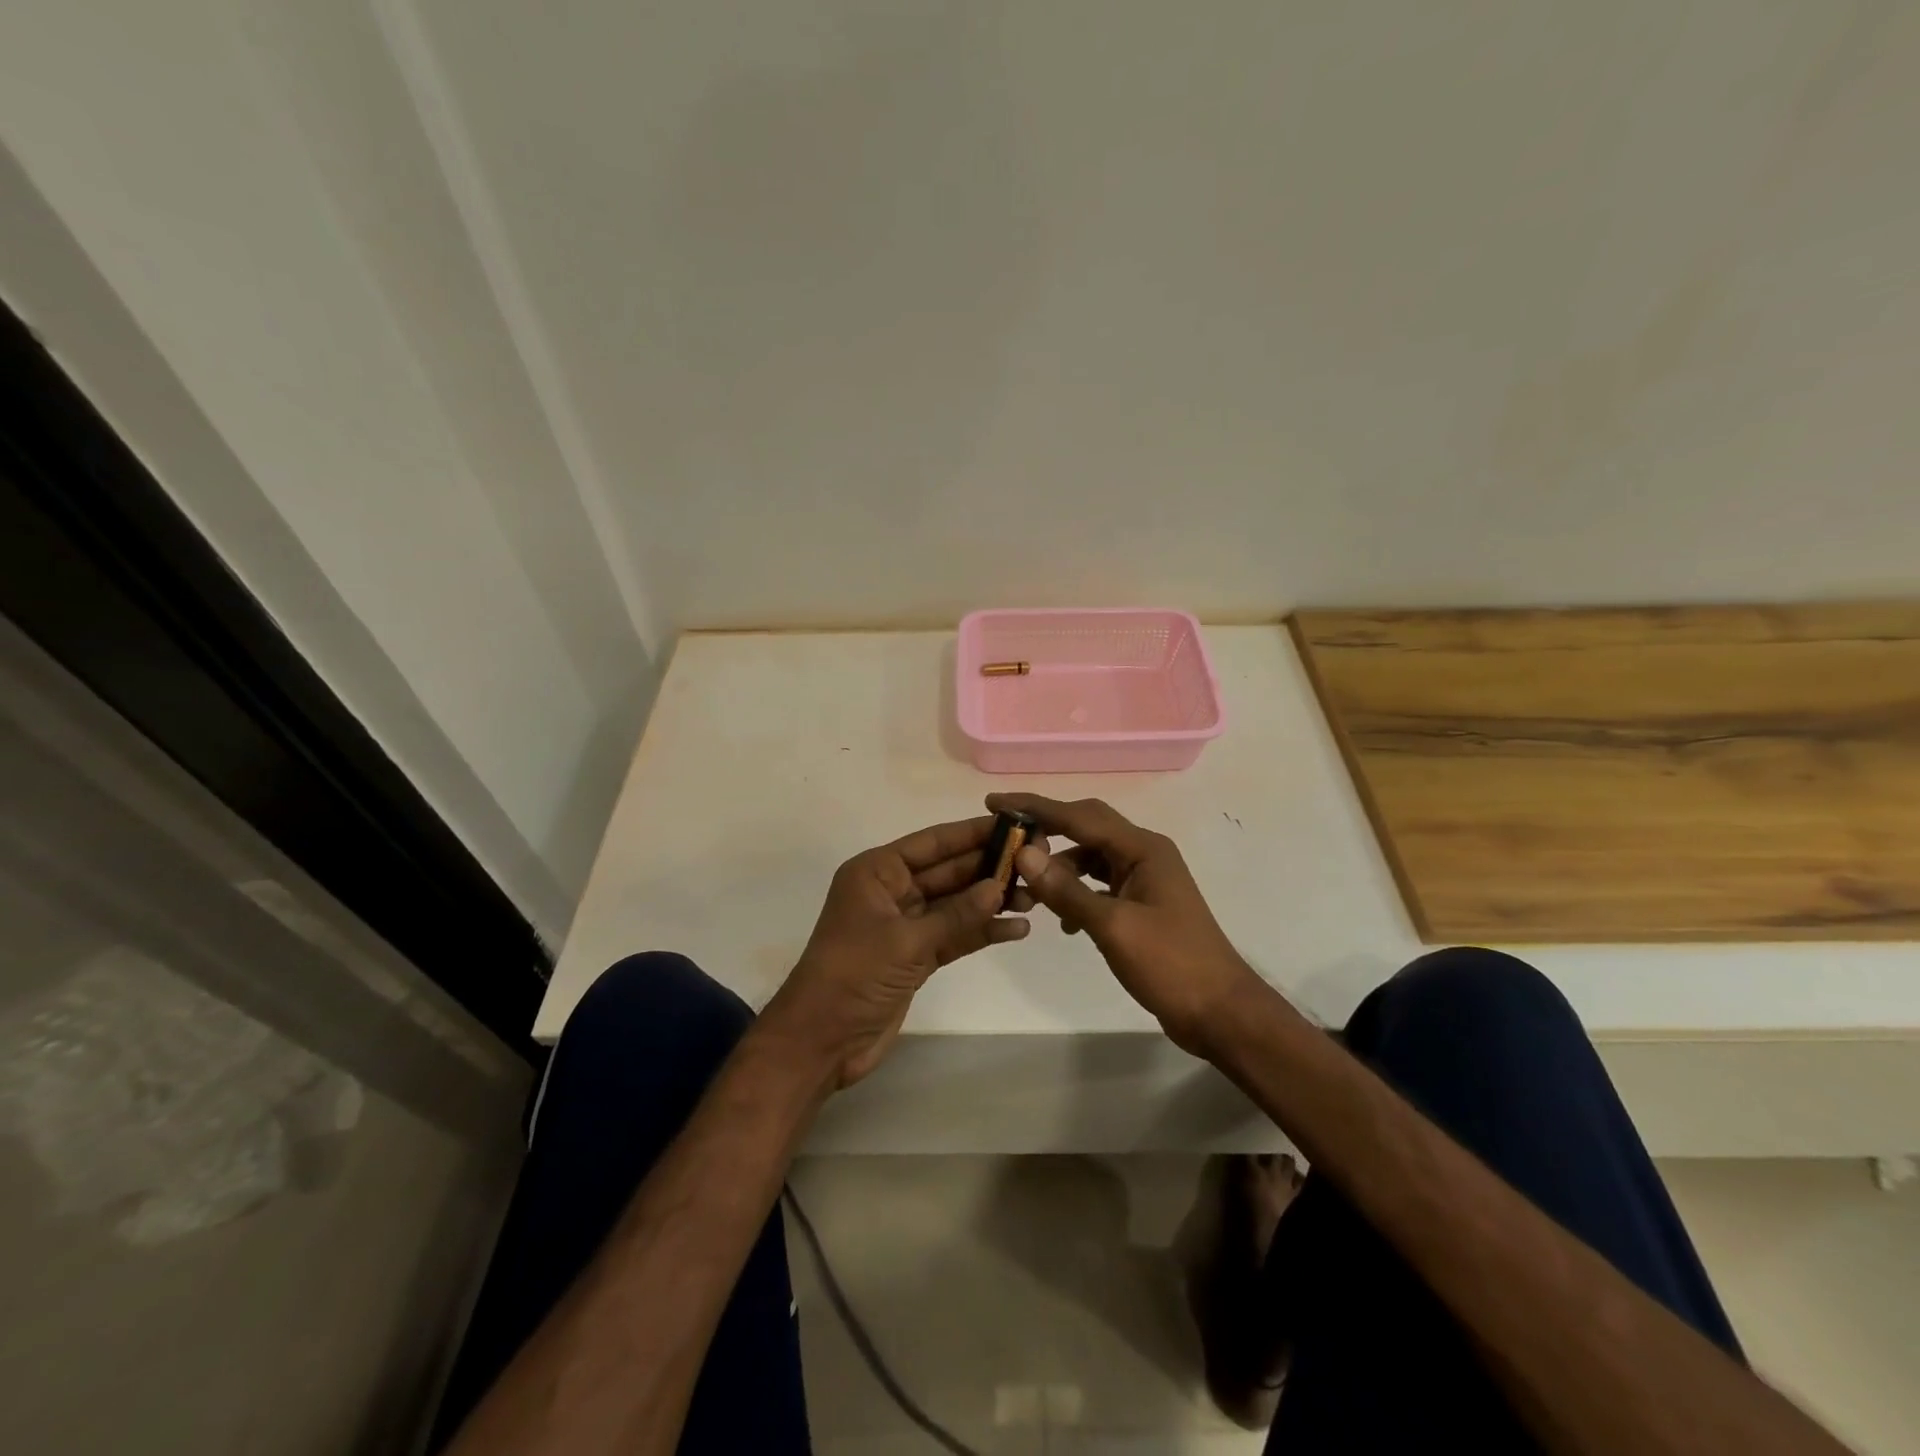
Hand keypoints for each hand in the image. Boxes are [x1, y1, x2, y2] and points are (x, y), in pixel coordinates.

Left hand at [762, 817, 1033, 1089]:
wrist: (821, 1041)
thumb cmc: (854, 974)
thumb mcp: (906, 941)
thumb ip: (956, 915)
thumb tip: (999, 887)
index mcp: (877, 872)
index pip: (932, 843)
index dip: (971, 833)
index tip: (1011, 825)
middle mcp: (892, 891)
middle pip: (948, 871)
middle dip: (988, 868)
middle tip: (1034, 861)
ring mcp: (905, 925)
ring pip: (955, 904)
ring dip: (990, 901)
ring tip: (1035, 897)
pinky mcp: (916, 956)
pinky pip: (955, 935)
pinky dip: (981, 932)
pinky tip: (1016, 929)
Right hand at [986, 793, 1257, 1055]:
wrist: (1220, 1012)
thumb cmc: (1170, 965)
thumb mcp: (1112, 927)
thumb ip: (1066, 889)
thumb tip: (1024, 853)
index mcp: (1143, 848)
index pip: (1080, 815)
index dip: (1036, 807)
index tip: (995, 801)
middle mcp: (1144, 853)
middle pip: (1087, 828)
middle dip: (1047, 830)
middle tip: (1006, 838)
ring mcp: (1145, 879)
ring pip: (1091, 858)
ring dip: (1060, 868)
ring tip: (1028, 890)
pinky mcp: (1142, 903)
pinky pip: (1100, 884)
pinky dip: (1077, 893)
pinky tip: (1064, 921)